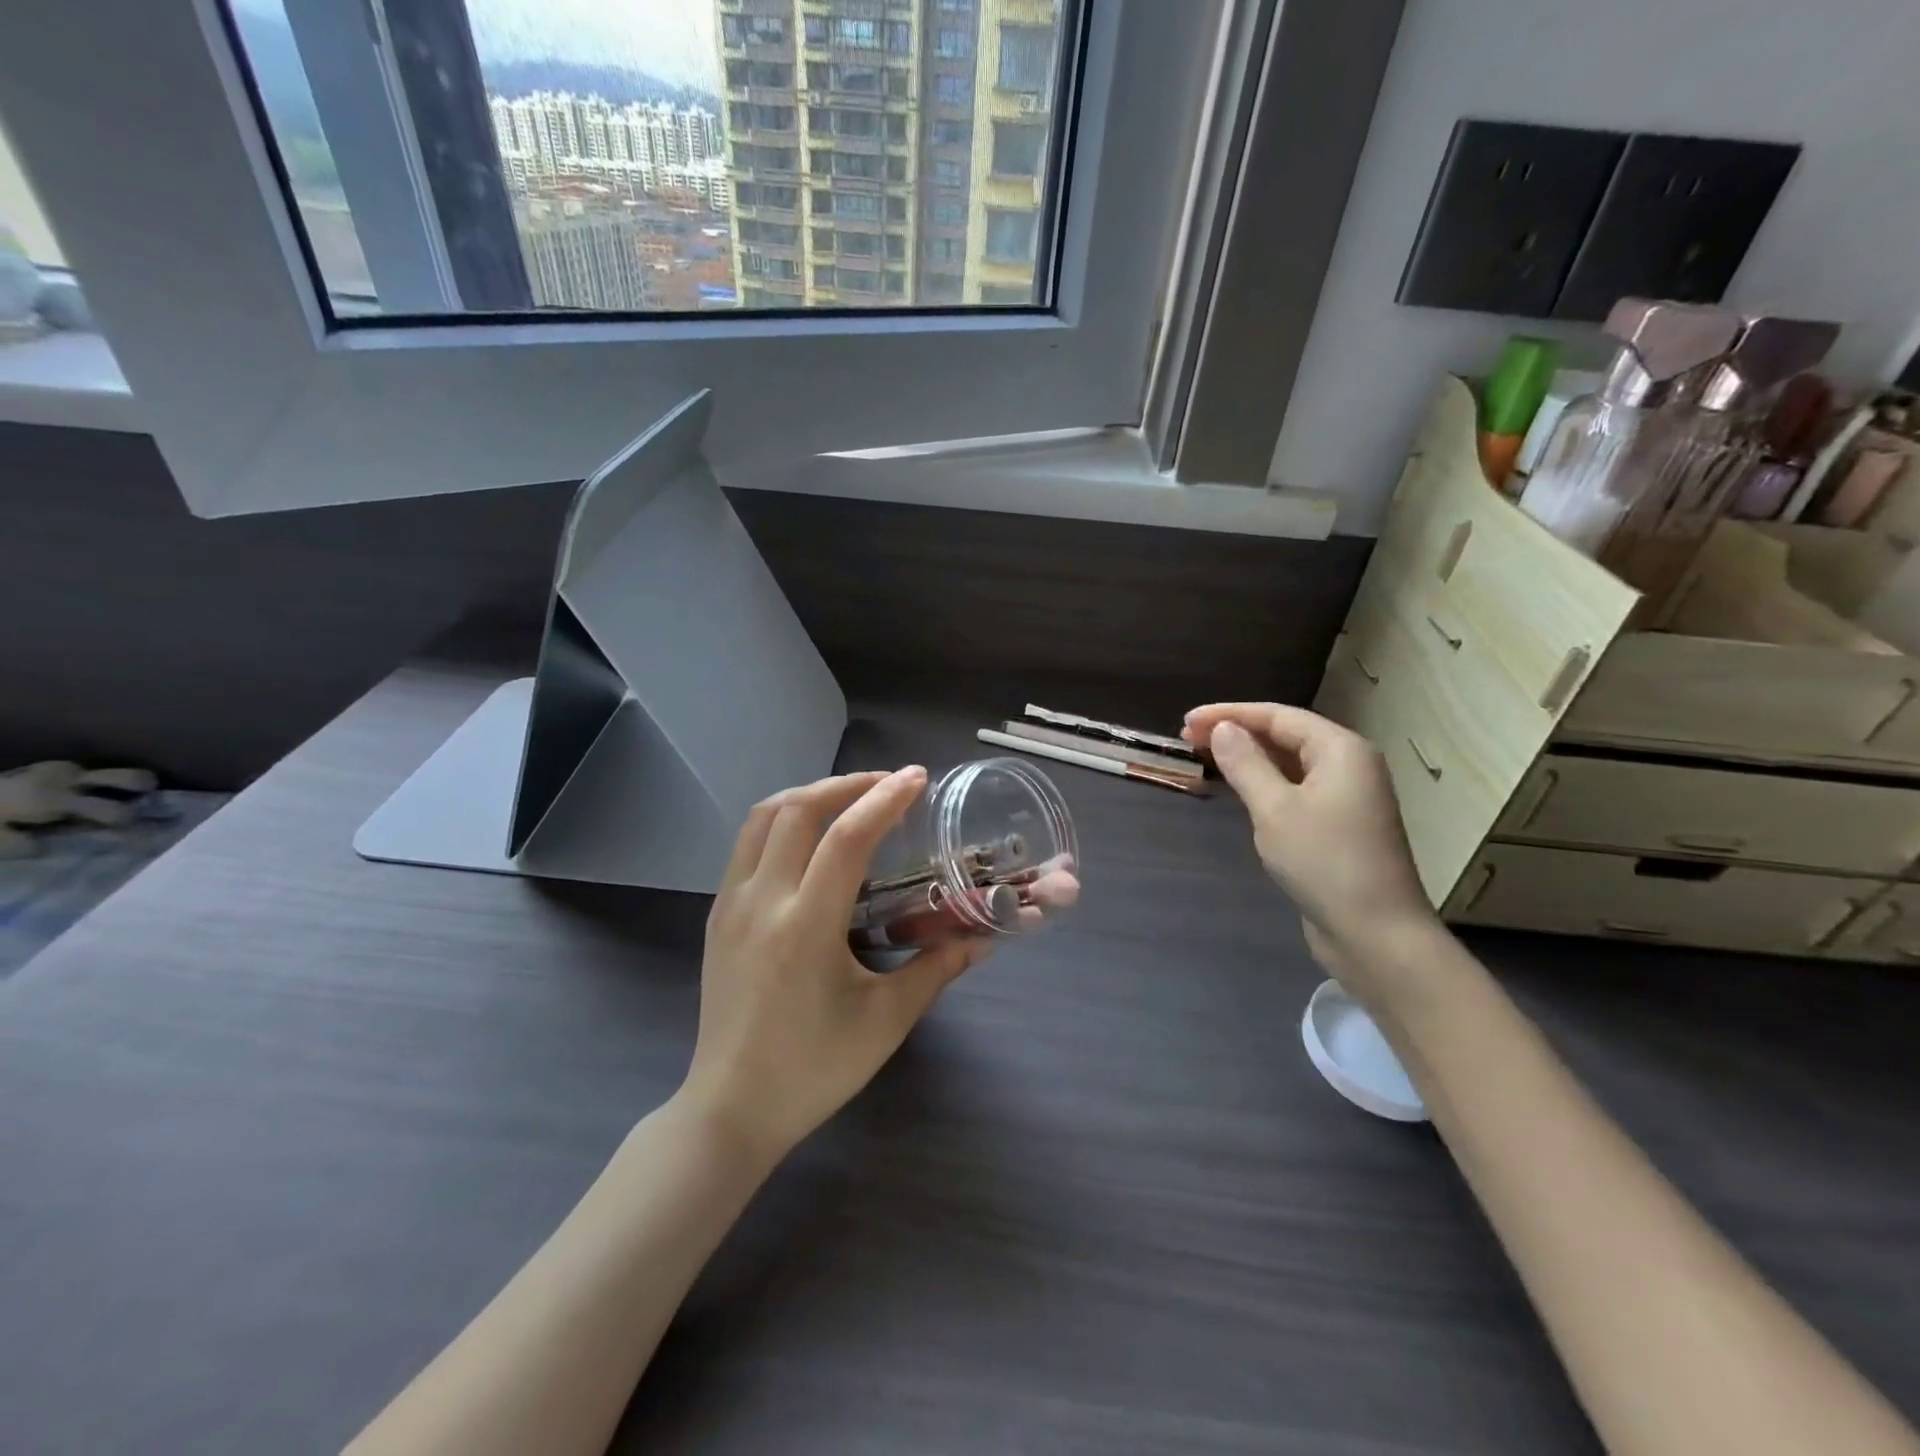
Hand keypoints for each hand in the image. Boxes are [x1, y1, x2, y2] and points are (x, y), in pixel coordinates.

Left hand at [681, 768, 991, 1161]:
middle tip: (888, 784)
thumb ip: (935, 969)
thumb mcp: (885, 1022)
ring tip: (849, 798)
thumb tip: (981, 938)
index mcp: (806, 927)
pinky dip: (782, 820)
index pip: (846, 838)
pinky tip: (809, 838)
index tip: (917, 778)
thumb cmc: (813, 1069)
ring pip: (763, 818)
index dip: (884, 799)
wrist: (730, 1109)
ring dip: (809, 795)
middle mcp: (763, 902)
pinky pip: (747, 844)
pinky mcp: (719, 915)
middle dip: (847, 783)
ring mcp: (731, 904)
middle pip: (798, 810)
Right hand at [1184, 703, 1439, 999]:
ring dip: (1248, 758)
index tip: (1187, 721)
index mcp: (1340, 750)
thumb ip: (1246, 763)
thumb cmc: (1324, 862)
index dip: (1229, 714)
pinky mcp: (1339, 826)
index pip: (1278, 716)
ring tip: (1206, 757)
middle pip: (1286, 735)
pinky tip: (1239, 790)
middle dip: (1237, 732)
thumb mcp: (1274, 808)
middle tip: (1189, 738)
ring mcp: (1346, 797)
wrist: (1375, 934)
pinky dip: (1264, 783)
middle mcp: (1348, 765)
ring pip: (1289, 763)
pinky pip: (1295, 789)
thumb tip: (1224, 729)